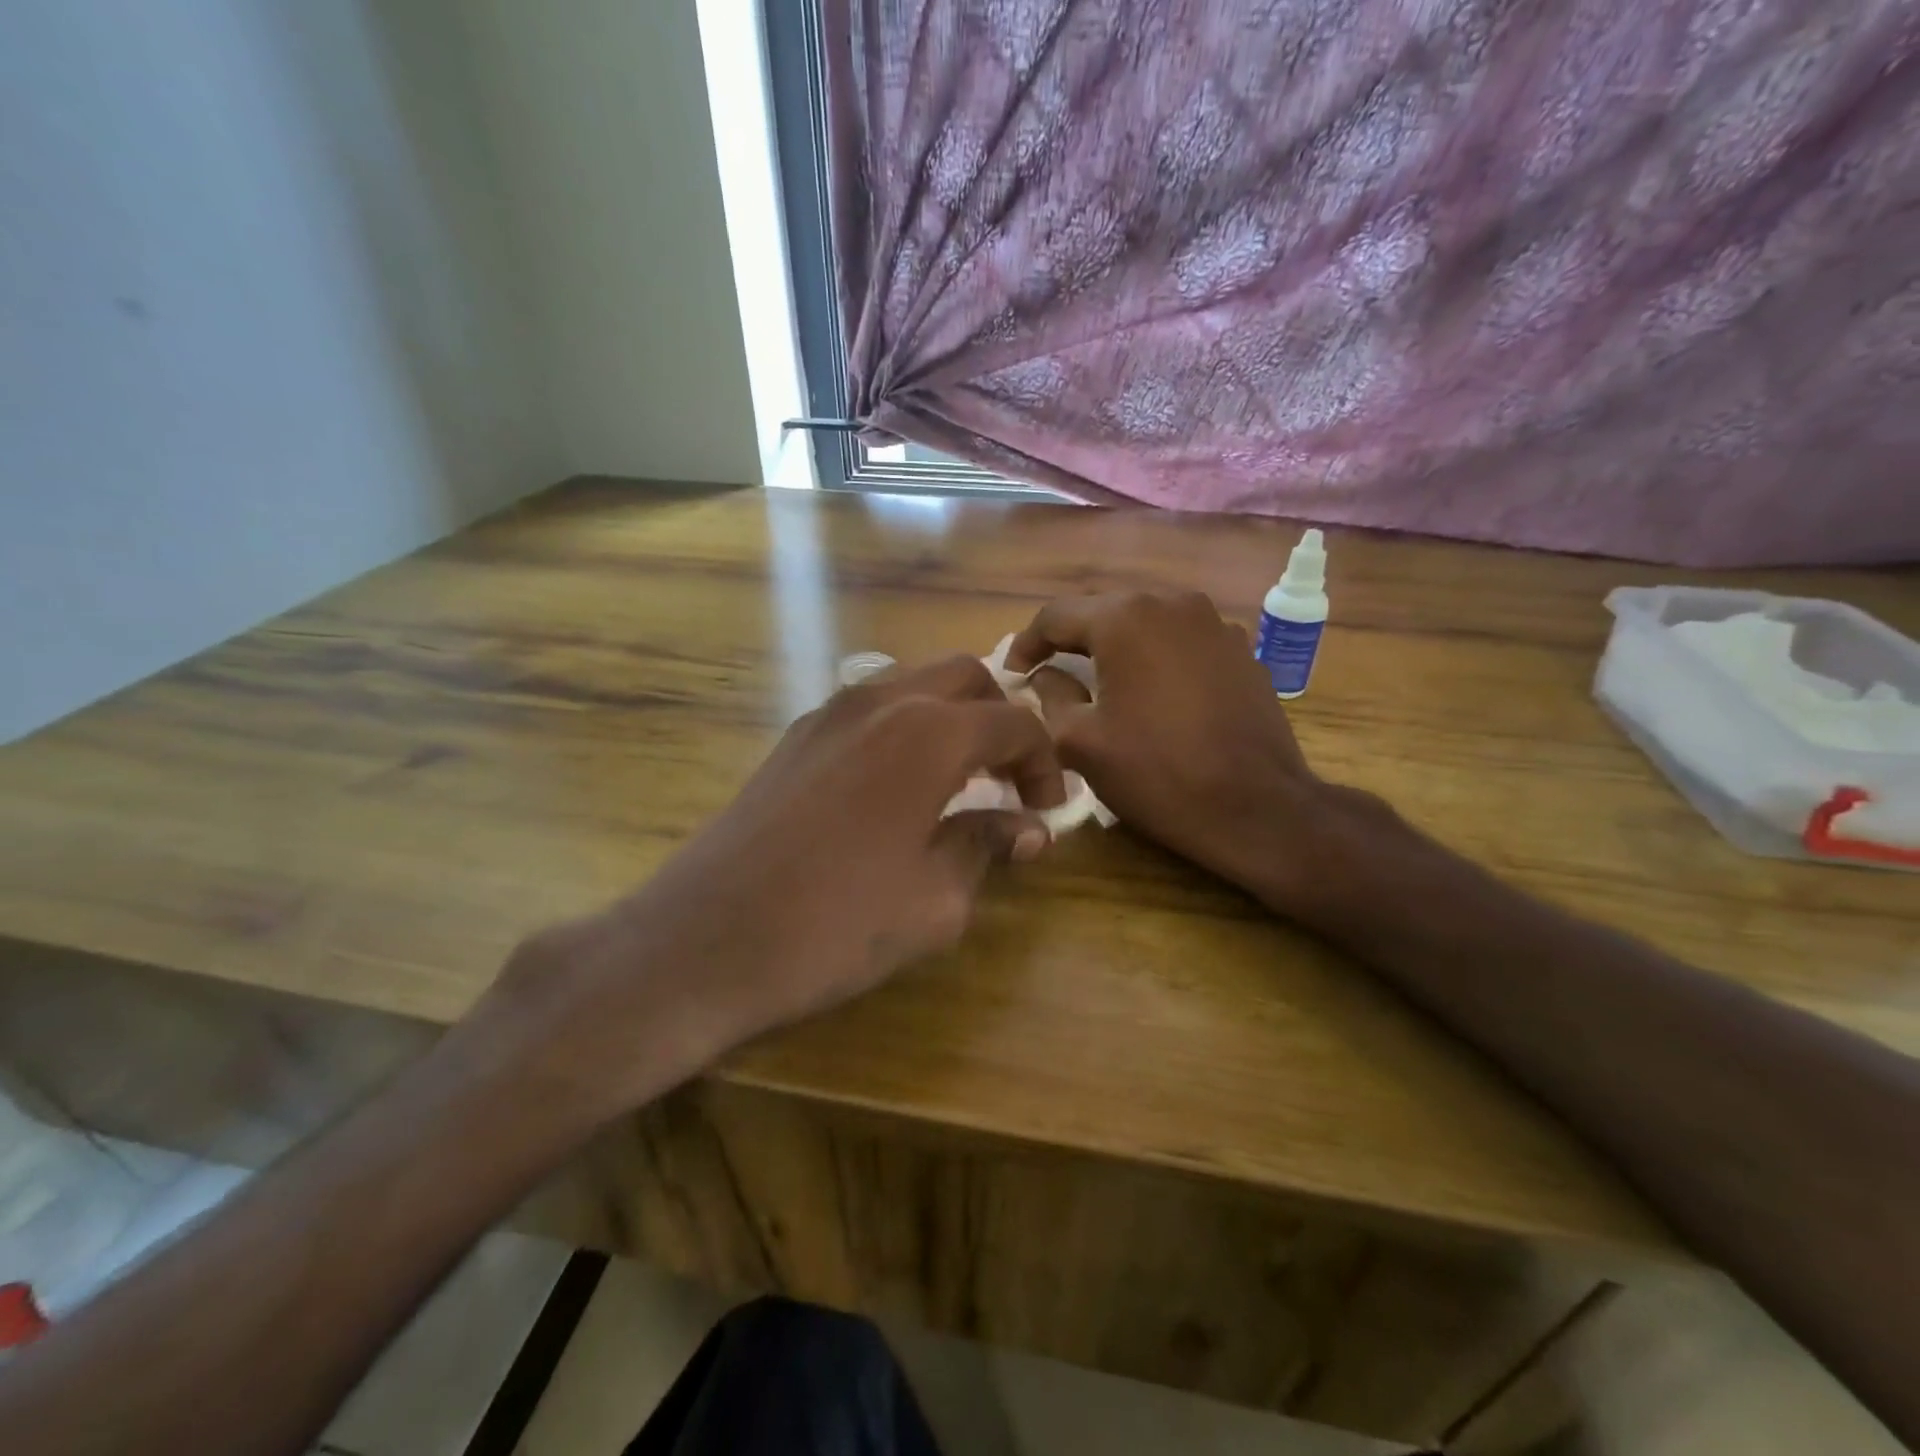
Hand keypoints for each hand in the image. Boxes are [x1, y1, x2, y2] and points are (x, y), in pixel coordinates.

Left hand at [478, 656, 1065, 1119]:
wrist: (704, 940)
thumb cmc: (835, 925)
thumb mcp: (936, 899)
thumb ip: (987, 845)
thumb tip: (1029, 827)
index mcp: (929, 733)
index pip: (1015, 722)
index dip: (1045, 763)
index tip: (1047, 810)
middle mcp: (881, 701)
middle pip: (966, 677)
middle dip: (1001, 720)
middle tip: (1008, 782)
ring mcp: (830, 712)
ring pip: (914, 684)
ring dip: (951, 718)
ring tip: (958, 782)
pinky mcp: (796, 736)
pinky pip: (870, 709)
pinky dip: (904, 729)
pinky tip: (898, 788)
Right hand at [1006, 592, 1344, 913]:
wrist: (1256, 808)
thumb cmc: (1157, 773)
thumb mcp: (1080, 742)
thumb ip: (1050, 696)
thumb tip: (1045, 675)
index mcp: (1125, 618)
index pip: (1056, 614)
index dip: (1027, 643)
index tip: (1013, 674)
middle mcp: (1172, 603)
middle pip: (1104, 611)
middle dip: (1071, 640)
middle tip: (1048, 674)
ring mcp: (1214, 623)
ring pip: (1146, 623)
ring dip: (1116, 647)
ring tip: (1098, 681)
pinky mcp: (1241, 649)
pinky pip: (1181, 641)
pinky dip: (1156, 658)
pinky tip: (1151, 692)